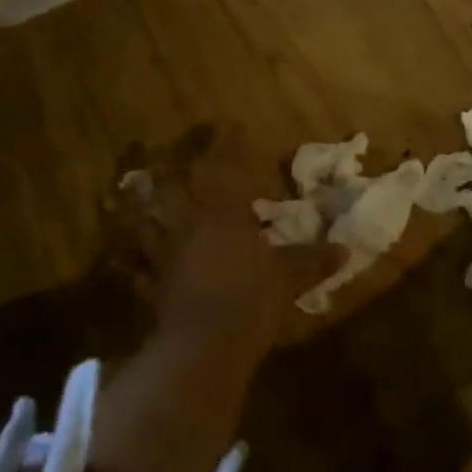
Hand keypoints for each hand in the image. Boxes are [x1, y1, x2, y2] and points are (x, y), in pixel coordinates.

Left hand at [114, 126, 337, 353]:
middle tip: (166, 156)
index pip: (225, 170)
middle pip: (175, 190)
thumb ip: (313, 260)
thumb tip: (345, 249)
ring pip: (148, 225)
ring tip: (134, 197)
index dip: (226, 146)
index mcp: (224, 216)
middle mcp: (190, 228)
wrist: (206, 346)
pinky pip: (138, 272)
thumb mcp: (289, 278)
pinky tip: (126, 262)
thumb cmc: (252, 299)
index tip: (227, 125)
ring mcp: (167, 258)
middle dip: (172, 170)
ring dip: (140, 212)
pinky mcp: (154, 288)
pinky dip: (130, 265)